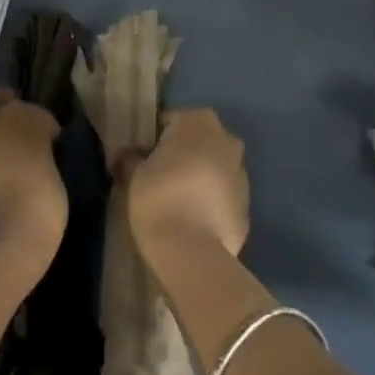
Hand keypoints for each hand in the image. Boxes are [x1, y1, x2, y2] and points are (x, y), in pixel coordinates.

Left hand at [0, 91, 65, 269]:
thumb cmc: (39, 204)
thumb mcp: (55, 174)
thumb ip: (41, 153)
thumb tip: (37, 153)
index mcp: (19, 116)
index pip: (28, 106)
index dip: (39, 122)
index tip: (50, 143)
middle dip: (10, 125)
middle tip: (27, 152)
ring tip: (12, 180)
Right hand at [121, 108, 248, 261]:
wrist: (193, 253)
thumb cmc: (160, 198)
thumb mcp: (133, 174)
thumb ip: (130, 158)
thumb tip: (126, 154)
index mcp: (198, 120)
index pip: (170, 122)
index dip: (153, 141)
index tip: (142, 161)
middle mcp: (226, 138)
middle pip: (197, 142)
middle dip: (181, 156)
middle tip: (158, 180)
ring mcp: (241, 172)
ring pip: (213, 168)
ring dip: (199, 178)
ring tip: (176, 204)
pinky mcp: (248, 206)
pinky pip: (223, 196)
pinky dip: (211, 202)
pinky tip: (193, 222)